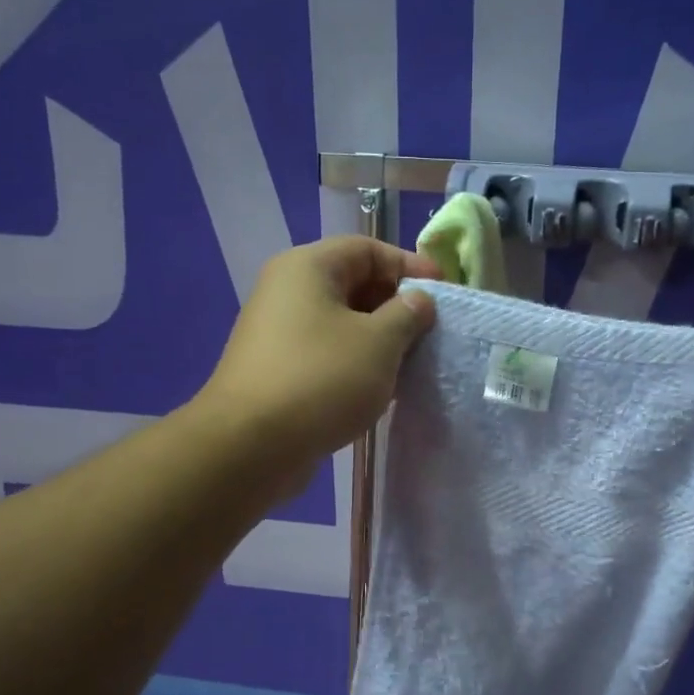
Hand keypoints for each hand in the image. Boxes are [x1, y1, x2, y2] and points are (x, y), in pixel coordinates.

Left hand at [195, 237, 440, 493]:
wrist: (251, 445)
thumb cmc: (321, 379)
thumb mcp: (379, 343)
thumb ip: (407, 314)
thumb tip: (418, 300)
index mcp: (308, 268)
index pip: (367, 249)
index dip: (409, 265)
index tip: (442, 292)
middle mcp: (287, 291)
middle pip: (352, 284)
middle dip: (395, 306)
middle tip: (430, 332)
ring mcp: (278, 333)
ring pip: (341, 323)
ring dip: (378, 340)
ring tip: (411, 363)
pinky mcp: (278, 370)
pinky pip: (326, 354)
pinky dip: (355, 364)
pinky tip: (379, 389)